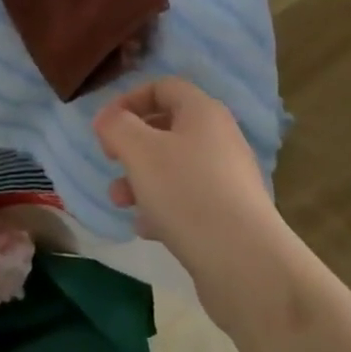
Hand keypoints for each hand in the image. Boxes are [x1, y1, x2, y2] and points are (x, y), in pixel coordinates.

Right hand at [94, 77, 280, 278]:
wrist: (246, 264)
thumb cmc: (187, 193)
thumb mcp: (140, 151)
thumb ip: (117, 126)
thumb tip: (108, 118)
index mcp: (202, 111)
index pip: (162, 87)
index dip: (129, 100)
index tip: (105, 126)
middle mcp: (219, 138)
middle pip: (167, 128)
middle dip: (133, 144)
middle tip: (111, 161)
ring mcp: (227, 178)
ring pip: (175, 167)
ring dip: (142, 178)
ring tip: (119, 200)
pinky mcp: (229, 216)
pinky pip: (188, 200)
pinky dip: (163, 207)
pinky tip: (145, 228)